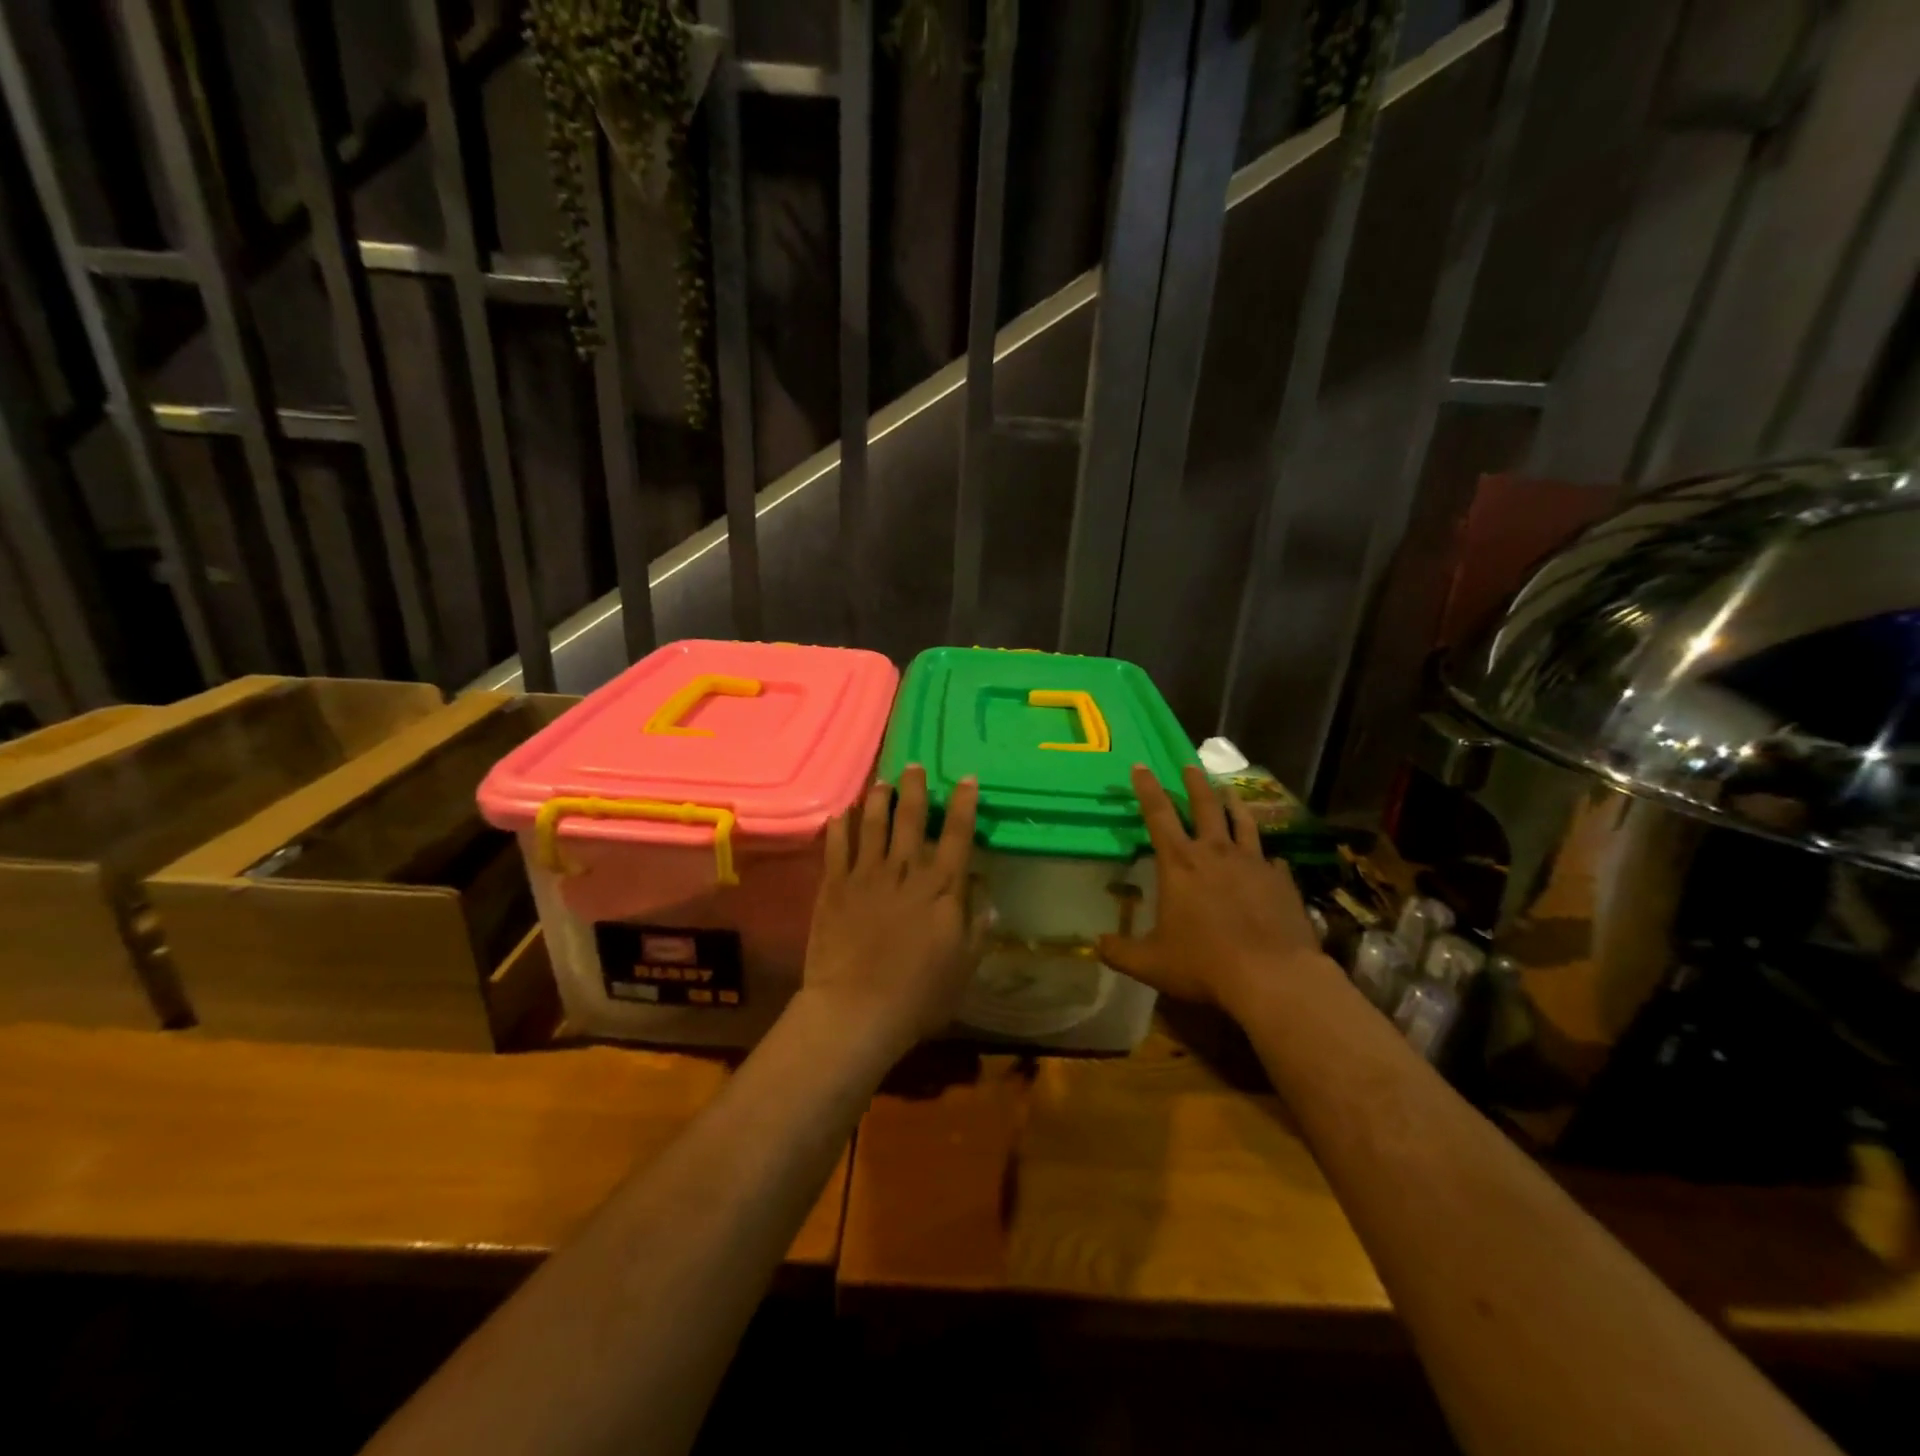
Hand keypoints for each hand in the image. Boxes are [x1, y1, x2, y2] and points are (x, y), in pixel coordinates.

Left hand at [797, 765, 987, 1060]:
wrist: (857, 1009)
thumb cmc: (919, 994)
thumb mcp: (965, 964)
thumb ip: (977, 924)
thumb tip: (984, 890)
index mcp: (941, 886)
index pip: (956, 834)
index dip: (962, 803)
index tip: (965, 778)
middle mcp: (904, 870)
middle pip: (910, 818)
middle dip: (914, 788)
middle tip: (913, 765)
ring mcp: (866, 874)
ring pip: (873, 823)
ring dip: (878, 799)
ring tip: (881, 781)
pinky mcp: (834, 886)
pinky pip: (836, 846)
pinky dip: (840, 826)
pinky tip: (841, 813)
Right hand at [1098, 764, 1332, 1019]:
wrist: (1272, 976)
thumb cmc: (1204, 964)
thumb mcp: (1151, 963)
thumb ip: (1120, 951)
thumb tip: (1095, 943)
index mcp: (1180, 864)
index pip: (1158, 815)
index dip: (1147, 788)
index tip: (1141, 766)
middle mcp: (1216, 853)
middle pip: (1204, 806)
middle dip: (1194, 784)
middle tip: (1189, 766)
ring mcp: (1253, 864)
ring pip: (1242, 822)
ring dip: (1233, 803)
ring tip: (1228, 790)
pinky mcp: (1282, 881)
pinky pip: (1272, 859)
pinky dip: (1266, 855)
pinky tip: (1269, 858)